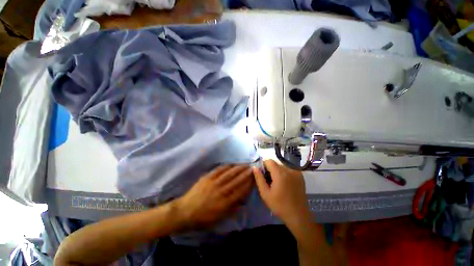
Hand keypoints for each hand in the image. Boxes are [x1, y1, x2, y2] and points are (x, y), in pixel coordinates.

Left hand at [174, 165, 253, 229]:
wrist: (184, 212)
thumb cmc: (202, 219)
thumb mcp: (218, 219)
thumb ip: (231, 210)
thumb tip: (242, 202)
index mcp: (224, 203)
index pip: (240, 191)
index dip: (248, 184)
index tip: (254, 178)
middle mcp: (220, 191)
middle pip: (236, 180)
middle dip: (245, 174)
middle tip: (252, 168)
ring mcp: (213, 183)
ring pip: (229, 174)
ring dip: (238, 168)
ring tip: (245, 164)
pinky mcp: (207, 178)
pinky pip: (218, 170)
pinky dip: (226, 166)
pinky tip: (232, 164)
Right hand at [253, 160, 310, 227]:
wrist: (298, 216)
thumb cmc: (279, 205)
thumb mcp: (265, 193)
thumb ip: (259, 178)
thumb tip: (254, 167)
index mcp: (280, 173)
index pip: (269, 161)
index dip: (263, 165)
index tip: (262, 174)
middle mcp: (289, 169)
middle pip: (275, 163)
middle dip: (270, 169)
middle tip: (269, 181)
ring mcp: (296, 172)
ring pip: (282, 166)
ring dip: (277, 171)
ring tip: (277, 183)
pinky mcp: (300, 176)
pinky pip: (288, 169)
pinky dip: (284, 173)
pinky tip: (284, 184)